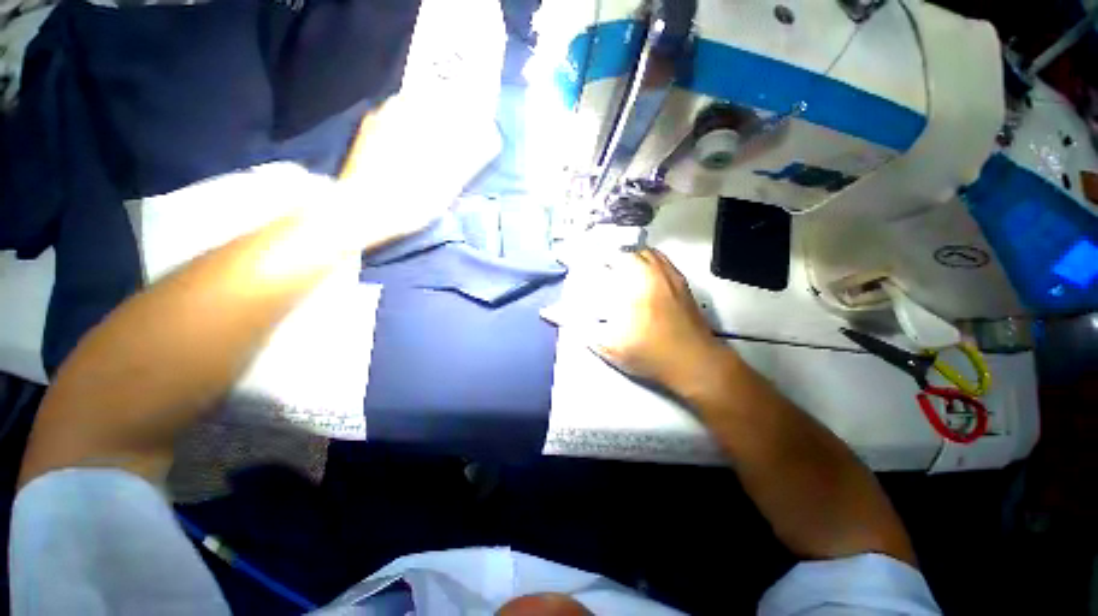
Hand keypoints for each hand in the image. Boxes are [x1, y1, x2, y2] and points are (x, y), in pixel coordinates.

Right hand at [559, 248, 730, 392]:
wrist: (696, 362)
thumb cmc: (649, 353)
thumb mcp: (607, 344)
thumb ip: (578, 326)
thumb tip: (548, 313)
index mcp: (632, 280)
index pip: (605, 254)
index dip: (587, 252)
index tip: (574, 256)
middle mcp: (652, 269)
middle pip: (626, 248)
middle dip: (607, 252)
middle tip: (594, 264)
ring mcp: (670, 273)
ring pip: (645, 251)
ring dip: (627, 254)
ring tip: (614, 265)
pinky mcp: (682, 281)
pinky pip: (660, 259)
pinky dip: (646, 259)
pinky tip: (640, 273)